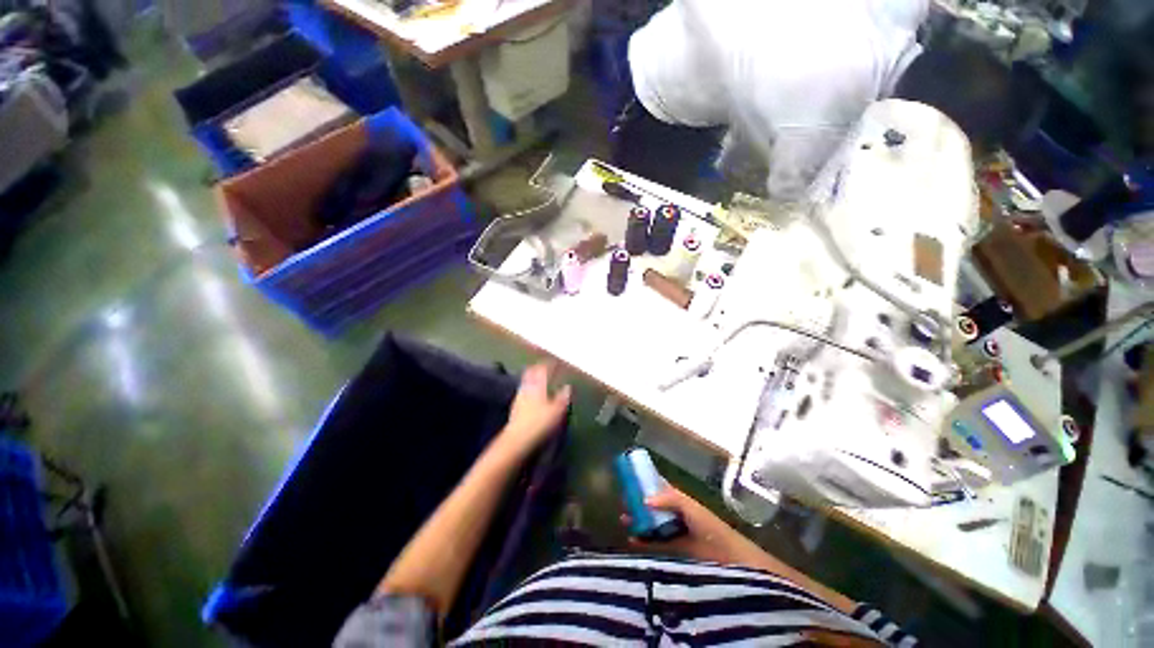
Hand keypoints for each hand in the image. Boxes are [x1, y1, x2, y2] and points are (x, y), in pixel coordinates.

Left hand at [499, 363, 570, 455]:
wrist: (517, 440)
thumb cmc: (540, 423)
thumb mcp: (557, 411)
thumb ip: (563, 397)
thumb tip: (568, 387)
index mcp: (539, 386)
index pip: (543, 370)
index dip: (549, 364)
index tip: (554, 361)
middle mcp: (527, 388)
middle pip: (531, 373)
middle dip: (537, 368)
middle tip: (544, 366)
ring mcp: (519, 397)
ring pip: (526, 382)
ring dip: (532, 377)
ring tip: (537, 377)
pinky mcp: (515, 408)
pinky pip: (523, 391)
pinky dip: (528, 388)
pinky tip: (531, 394)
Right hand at [624, 487, 749, 565]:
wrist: (724, 555)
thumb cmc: (707, 524)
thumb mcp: (688, 505)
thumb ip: (668, 499)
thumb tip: (644, 500)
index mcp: (676, 498)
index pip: (657, 486)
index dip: (644, 482)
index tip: (629, 479)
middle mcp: (672, 512)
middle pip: (650, 505)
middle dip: (636, 502)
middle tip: (622, 502)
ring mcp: (671, 529)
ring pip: (649, 522)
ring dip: (637, 520)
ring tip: (623, 519)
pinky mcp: (671, 547)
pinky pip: (653, 542)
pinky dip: (642, 540)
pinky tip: (632, 539)